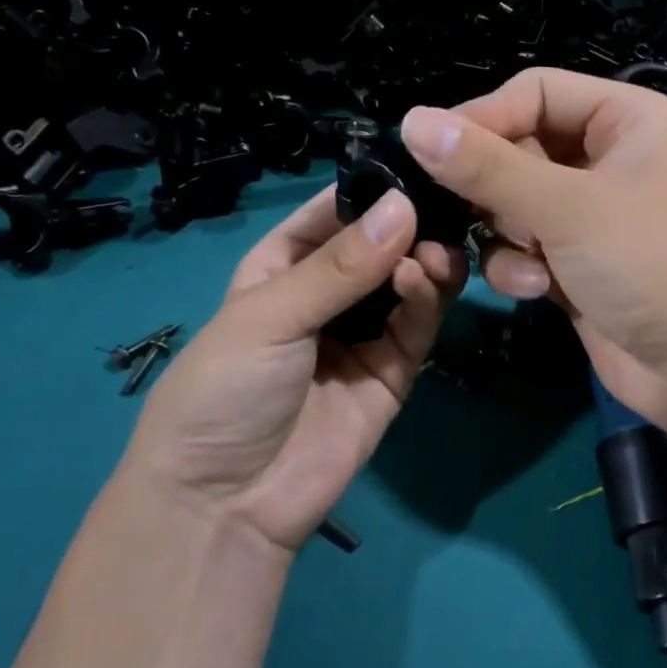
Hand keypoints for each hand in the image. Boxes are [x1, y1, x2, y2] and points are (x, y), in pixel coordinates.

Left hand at [124, 185, 465, 555]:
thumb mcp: (269, 316)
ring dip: (423, 259)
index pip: (334, 213)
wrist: (227, 504)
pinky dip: (426, 298)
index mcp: (283, 267)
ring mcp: (365, 332)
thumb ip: (340, 266)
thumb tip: (405, 205)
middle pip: (381, 244)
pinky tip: (419, 281)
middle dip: (410, 225)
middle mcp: (329, 294)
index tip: (420, 163)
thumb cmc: (223, 392)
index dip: (372, 189)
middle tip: (443, 209)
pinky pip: (418, 323)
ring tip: (433, 251)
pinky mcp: (395, 369)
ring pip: (408, 280)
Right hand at [399, 68, 666, 425]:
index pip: (536, 91)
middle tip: (474, 213)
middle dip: (497, 187)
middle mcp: (612, 159)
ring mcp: (596, 215)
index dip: (484, 117)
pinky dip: (523, 266)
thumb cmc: (651, 263)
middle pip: (522, 149)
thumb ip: (487, 166)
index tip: (429, 149)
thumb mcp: (568, 207)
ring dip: (510, 233)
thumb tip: (411, 120)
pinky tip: (540, 290)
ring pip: (517, 203)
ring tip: (530, 259)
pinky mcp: (581, 264)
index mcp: (627, 119)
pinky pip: (528, 247)